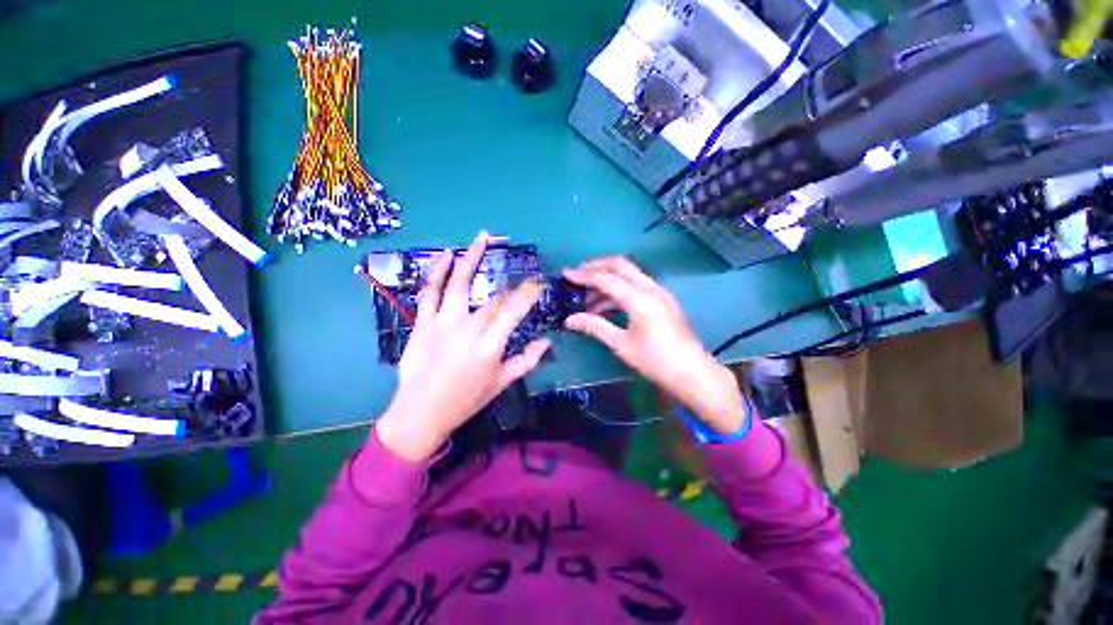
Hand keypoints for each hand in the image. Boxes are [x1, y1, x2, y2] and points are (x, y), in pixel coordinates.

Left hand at [375, 233, 550, 461]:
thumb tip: (547, 342)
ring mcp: (443, 322)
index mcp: (489, 345)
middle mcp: (468, 328)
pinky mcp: (423, 322)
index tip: (538, 283)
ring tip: (482, 237)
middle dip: (511, 288)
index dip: (527, 293)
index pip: (513, 311)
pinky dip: (437, 271)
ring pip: (459, 283)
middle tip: (521, 283)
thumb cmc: (466, 399)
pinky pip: (430, 291)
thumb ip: (527, 360)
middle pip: (494, 299)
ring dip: (471, 257)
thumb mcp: (501, 383)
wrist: (420, 412)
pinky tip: (447, 255)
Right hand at [562, 257, 744, 434]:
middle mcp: (651, 288)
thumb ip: (595, 326)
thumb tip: (569, 319)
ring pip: (630, 274)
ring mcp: (660, 292)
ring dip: (608, 281)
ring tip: (589, 300)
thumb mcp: (621, 344)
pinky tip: (607, 306)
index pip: (606, 278)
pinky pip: (638, 285)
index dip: (583, 276)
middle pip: (621, 265)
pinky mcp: (663, 300)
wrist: (693, 372)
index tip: (565, 274)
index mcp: (639, 298)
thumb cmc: (655, 361)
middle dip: (597, 267)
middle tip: (578, 275)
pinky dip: (620, 289)